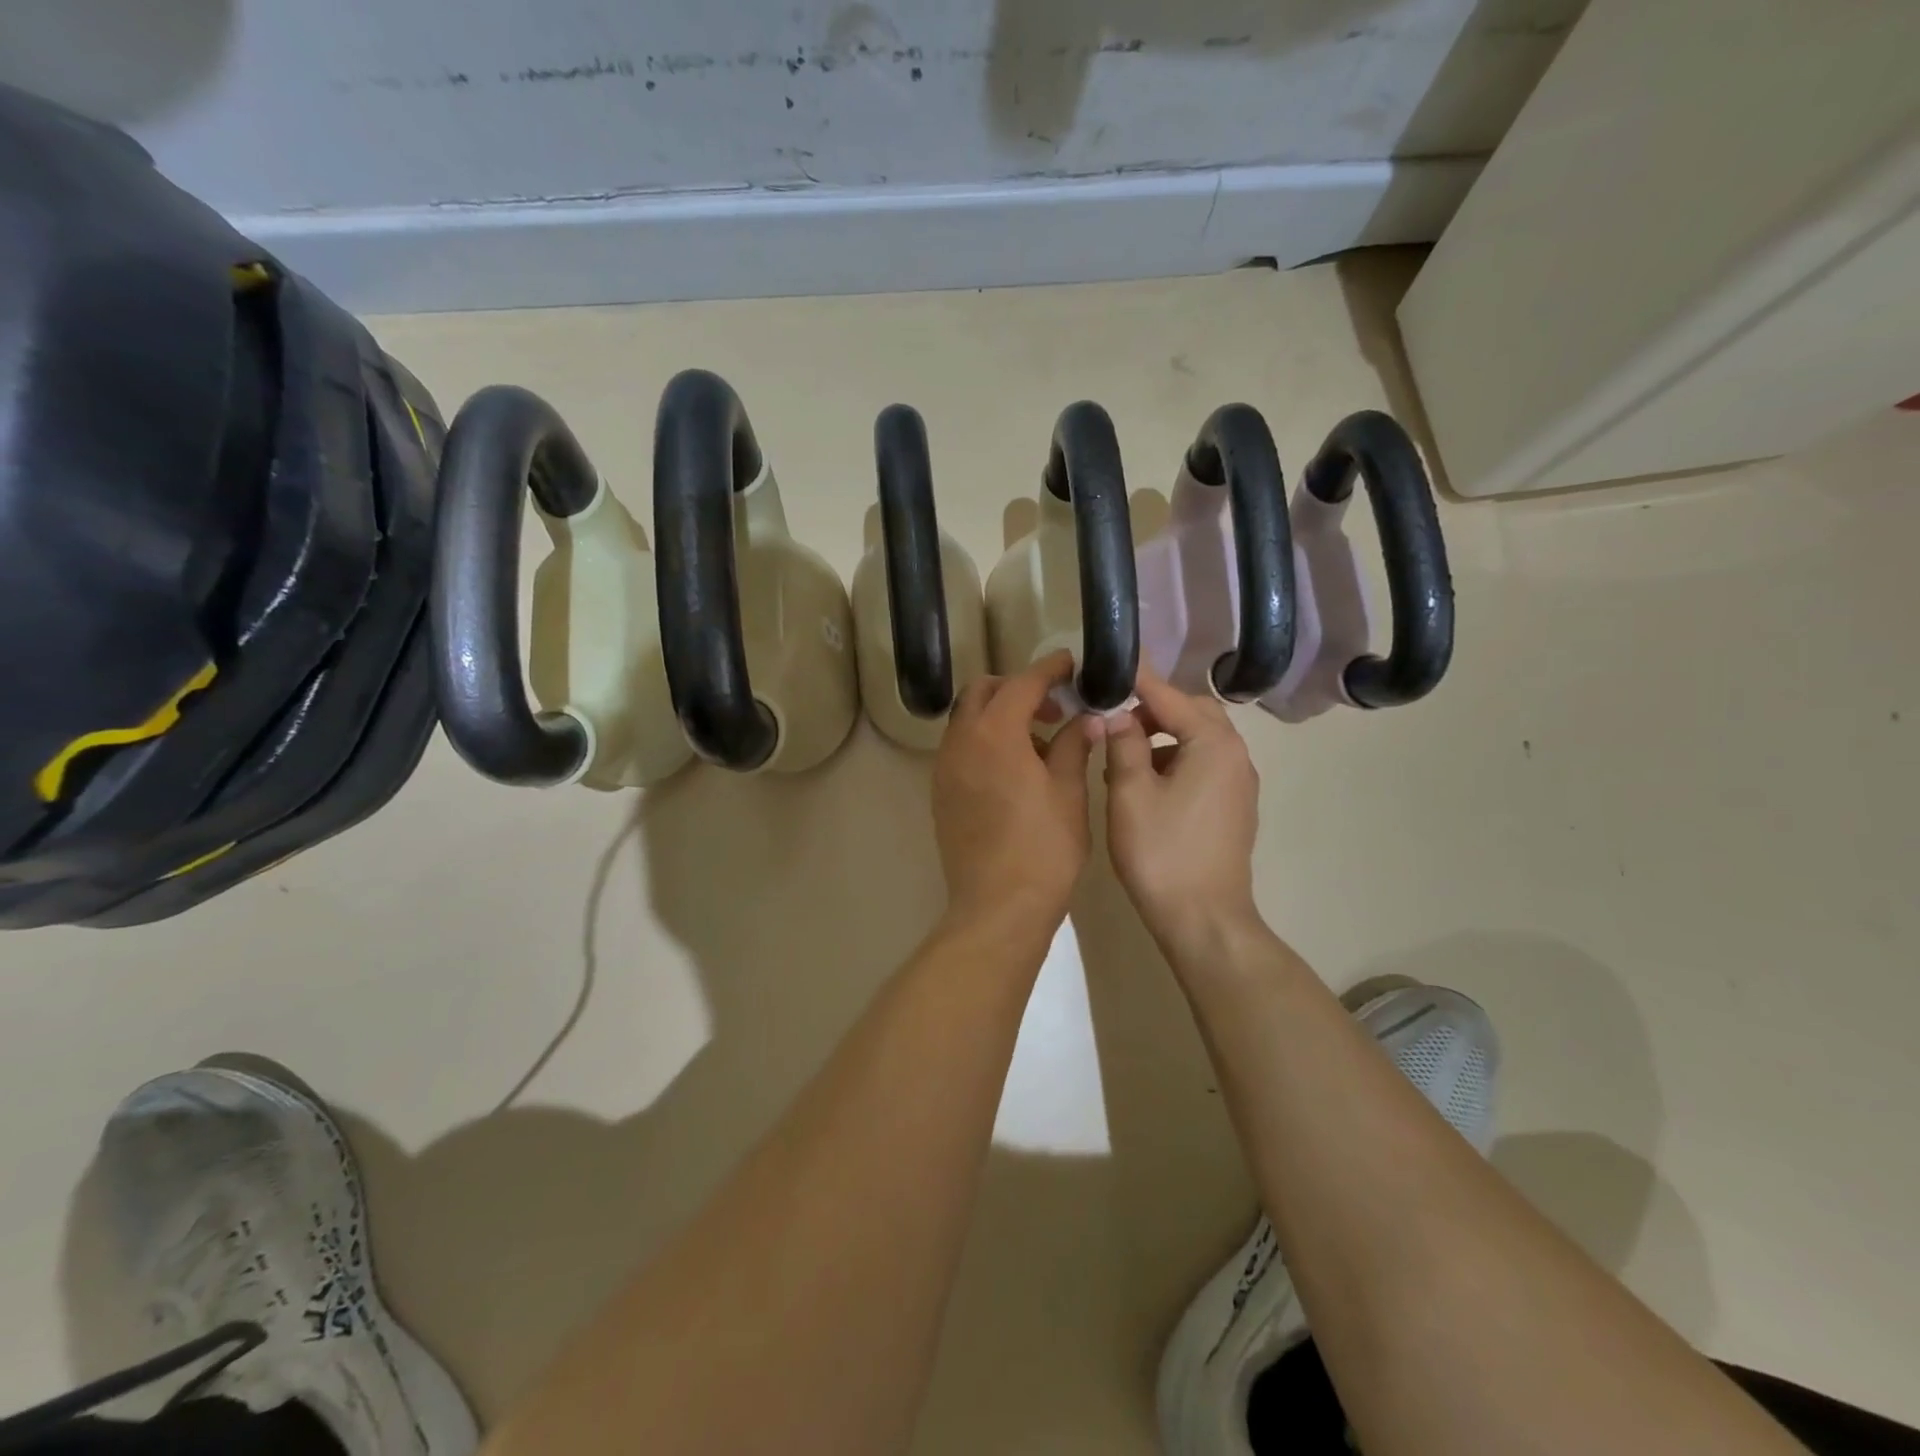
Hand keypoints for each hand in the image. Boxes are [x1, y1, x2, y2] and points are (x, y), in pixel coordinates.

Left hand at [933, 651, 1093, 937]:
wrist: (998, 906)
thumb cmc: (1044, 848)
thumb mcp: (1068, 791)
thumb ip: (1074, 744)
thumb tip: (1087, 718)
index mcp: (995, 733)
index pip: (1022, 682)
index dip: (1049, 669)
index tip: (1071, 664)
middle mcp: (961, 741)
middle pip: (984, 692)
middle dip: (1018, 688)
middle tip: (1053, 707)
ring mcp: (945, 768)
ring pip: (968, 720)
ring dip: (999, 715)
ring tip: (1039, 742)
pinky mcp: (941, 793)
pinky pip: (961, 748)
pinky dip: (985, 741)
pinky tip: (1014, 769)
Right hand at [1099, 664, 1260, 953]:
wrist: (1203, 919)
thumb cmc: (1162, 852)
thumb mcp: (1130, 793)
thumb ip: (1123, 744)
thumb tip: (1115, 714)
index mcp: (1213, 744)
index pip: (1170, 695)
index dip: (1138, 678)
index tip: (1112, 660)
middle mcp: (1236, 755)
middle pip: (1193, 712)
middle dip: (1153, 708)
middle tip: (1114, 718)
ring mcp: (1239, 783)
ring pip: (1199, 740)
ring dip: (1162, 736)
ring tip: (1121, 757)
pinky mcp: (1233, 807)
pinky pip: (1203, 765)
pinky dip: (1174, 761)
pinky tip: (1143, 785)